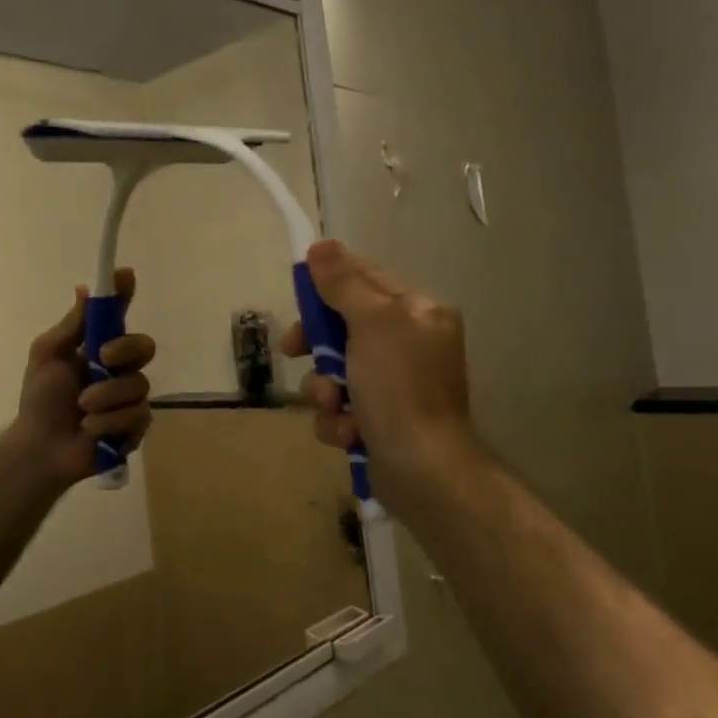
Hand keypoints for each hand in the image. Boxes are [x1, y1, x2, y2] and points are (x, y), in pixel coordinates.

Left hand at [10, 268, 155, 490]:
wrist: (40, 447)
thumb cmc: (40, 400)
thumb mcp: (48, 356)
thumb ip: (71, 326)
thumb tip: (85, 289)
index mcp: (100, 348)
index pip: (119, 316)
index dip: (124, 294)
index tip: (125, 274)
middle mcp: (121, 369)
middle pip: (144, 346)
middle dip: (126, 350)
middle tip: (102, 358)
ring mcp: (131, 398)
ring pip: (139, 384)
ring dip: (106, 396)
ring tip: (82, 409)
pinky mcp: (136, 426)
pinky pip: (137, 415)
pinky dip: (110, 421)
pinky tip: (91, 429)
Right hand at [280, 240, 474, 499]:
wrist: (424, 471)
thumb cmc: (400, 387)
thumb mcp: (372, 323)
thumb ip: (344, 283)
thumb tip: (321, 246)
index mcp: (418, 313)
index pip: (367, 280)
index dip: (328, 283)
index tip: (297, 292)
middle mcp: (410, 346)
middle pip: (344, 328)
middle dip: (318, 346)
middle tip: (293, 350)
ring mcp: (396, 387)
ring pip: (336, 372)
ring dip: (324, 391)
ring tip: (334, 407)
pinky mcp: (381, 423)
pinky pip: (342, 409)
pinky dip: (338, 422)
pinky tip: (349, 434)